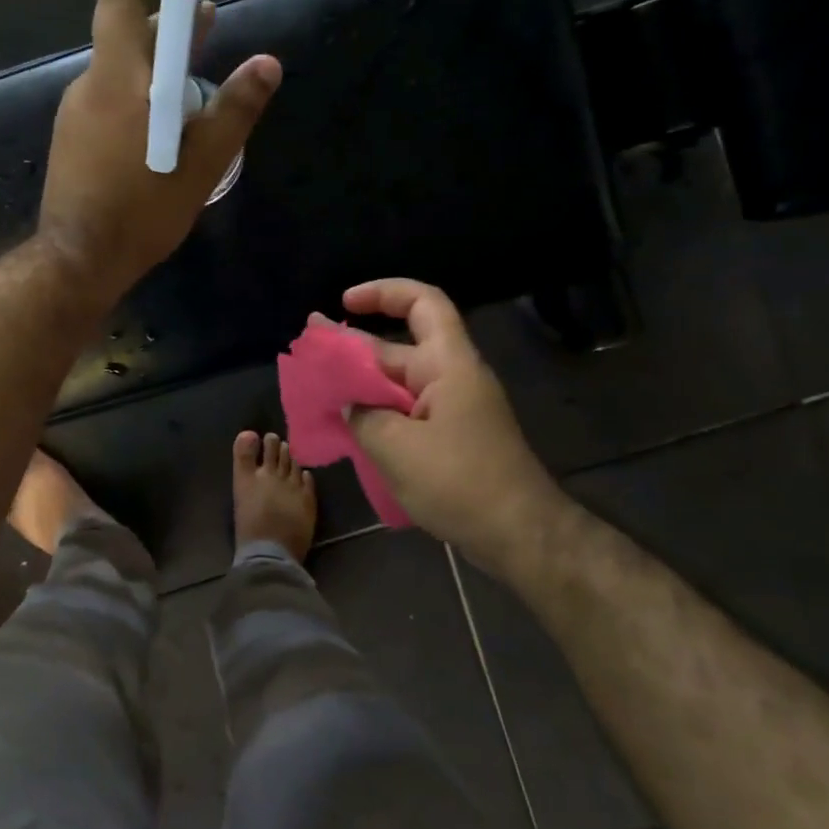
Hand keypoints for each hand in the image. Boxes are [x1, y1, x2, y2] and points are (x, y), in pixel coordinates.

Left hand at [38, 0, 280, 300]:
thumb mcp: (202, 163)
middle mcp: (90, 86)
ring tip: (197, 74)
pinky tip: (165, 123)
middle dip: (169, 22)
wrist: (79, 259)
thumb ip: (235, 110)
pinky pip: (111, 101)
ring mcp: (76, 115)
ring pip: (121, 73)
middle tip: (207, 19)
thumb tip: (268, 64)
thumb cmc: (142, 209)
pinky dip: (141, 94)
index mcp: (117, 79)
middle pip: (126, 36)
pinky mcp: (73, 142)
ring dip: (157, 64)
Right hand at [343, 278, 572, 574]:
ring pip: (398, 386)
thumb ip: (362, 418)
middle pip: (399, 348)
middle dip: (354, 348)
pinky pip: (406, 414)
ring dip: (361, 387)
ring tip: (317, 393)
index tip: (345, 303)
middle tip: (310, 353)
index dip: (384, 293)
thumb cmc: (460, 481)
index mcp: (448, 365)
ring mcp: (452, 411)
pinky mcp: (450, 439)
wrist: (519, 535)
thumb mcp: (397, 448)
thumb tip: (347, 407)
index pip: (423, 304)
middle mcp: (451, 379)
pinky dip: (376, 416)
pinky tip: (346, 431)